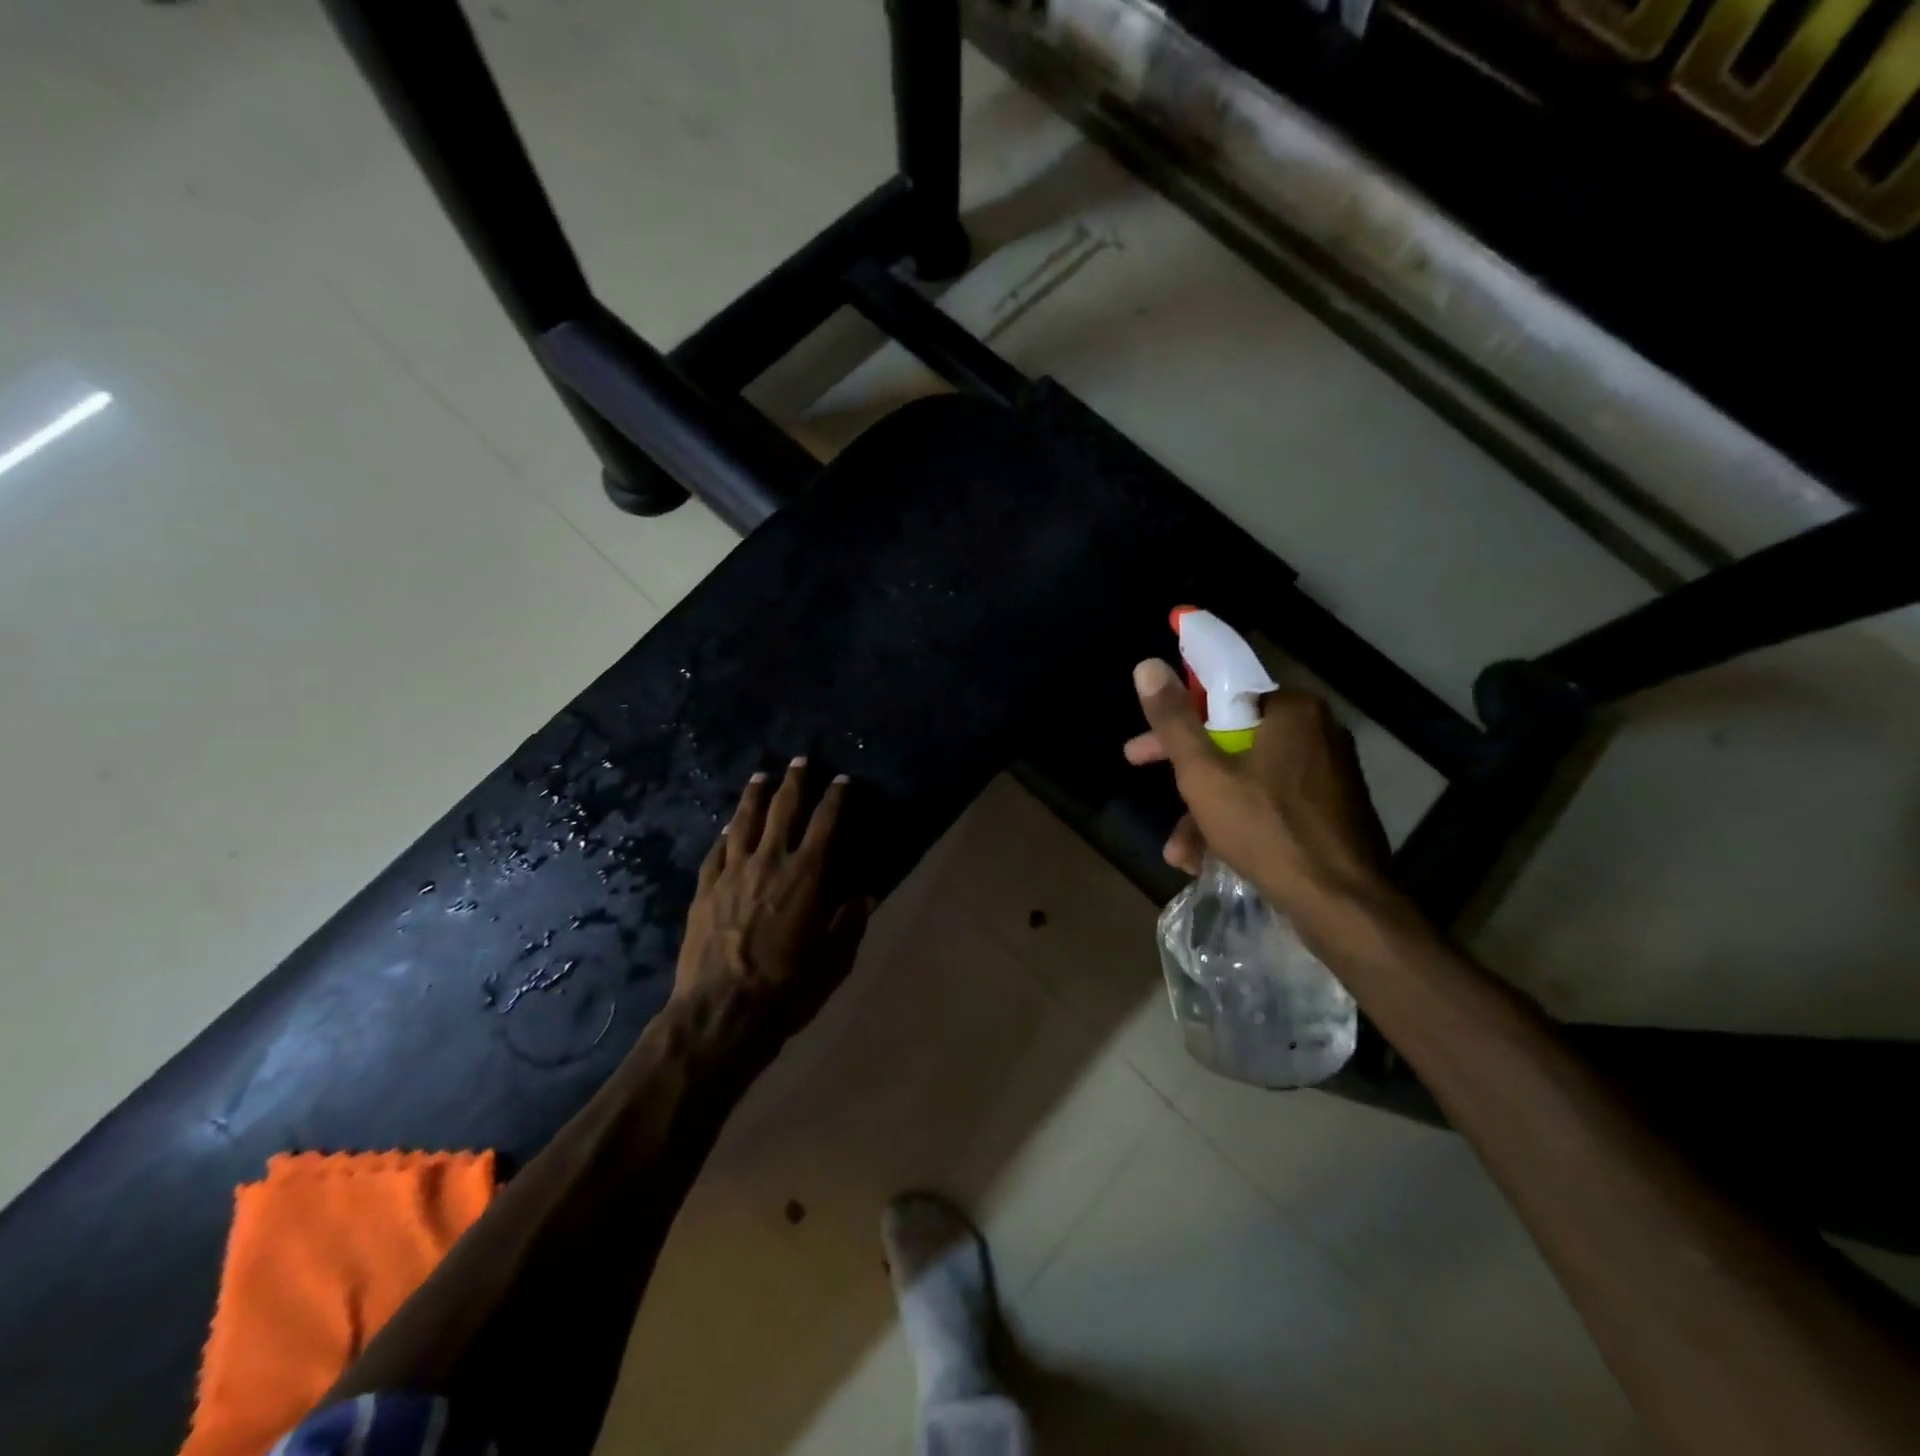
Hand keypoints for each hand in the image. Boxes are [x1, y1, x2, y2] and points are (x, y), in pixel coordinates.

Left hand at [675, 760, 871, 1039]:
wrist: (721, 1012)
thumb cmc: (786, 988)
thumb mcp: (833, 961)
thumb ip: (849, 923)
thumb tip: (864, 895)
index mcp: (806, 875)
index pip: (826, 823)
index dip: (836, 798)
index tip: (842, 779)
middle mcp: (769, 862)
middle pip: (783, 809)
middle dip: (794, 782)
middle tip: (799, 760)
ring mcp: (732, 872)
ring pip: (744, 821)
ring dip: (755, 795)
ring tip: (760, 776)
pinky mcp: (705, 889)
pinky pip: (717, 850)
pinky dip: (727, 833)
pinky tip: (729, 826)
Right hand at [1124, 659, 1396, 917]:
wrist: (1343, 906)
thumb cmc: (1268, 830)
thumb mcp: (1204, 775)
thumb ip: (1173, 721)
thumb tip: (1147, 665)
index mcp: (1293, 710)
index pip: (1220, 700)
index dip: (1175, 726)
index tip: (1142, 752)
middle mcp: (1317, 732)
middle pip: (1232, 743)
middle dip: (1188, 780)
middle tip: (1155, 796)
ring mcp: (1329, 774)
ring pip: (1249, 780)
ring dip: (1207, 814)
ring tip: (1181, 854)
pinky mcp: (1332, 811)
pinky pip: (1272, 804)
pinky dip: (1239, 824)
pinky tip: (1211, 861)